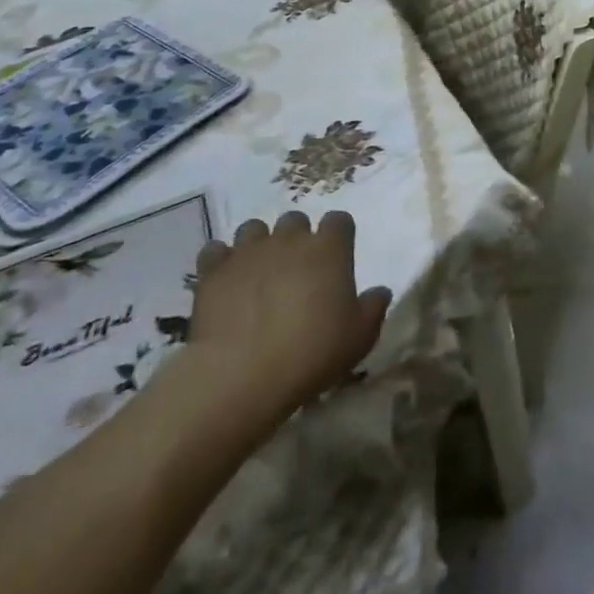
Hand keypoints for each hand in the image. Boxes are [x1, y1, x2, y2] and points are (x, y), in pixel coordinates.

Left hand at [181, 211, 391, 439]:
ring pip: (254, 228)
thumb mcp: (360, 337)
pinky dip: (221, 261)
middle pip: (295, 219)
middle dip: (297, 237)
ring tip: (258, 272)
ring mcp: (248, 252)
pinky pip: (215, 251)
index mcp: (329, 249)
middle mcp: (289, 240)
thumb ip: (374, 308)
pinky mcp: (213, 271)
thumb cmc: (312, 352)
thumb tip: (379, 292)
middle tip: (297, 269)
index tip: (337, 257)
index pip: (340, 220)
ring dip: (259, 244)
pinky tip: (226, 281)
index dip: (339, 235)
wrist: (241, 373)